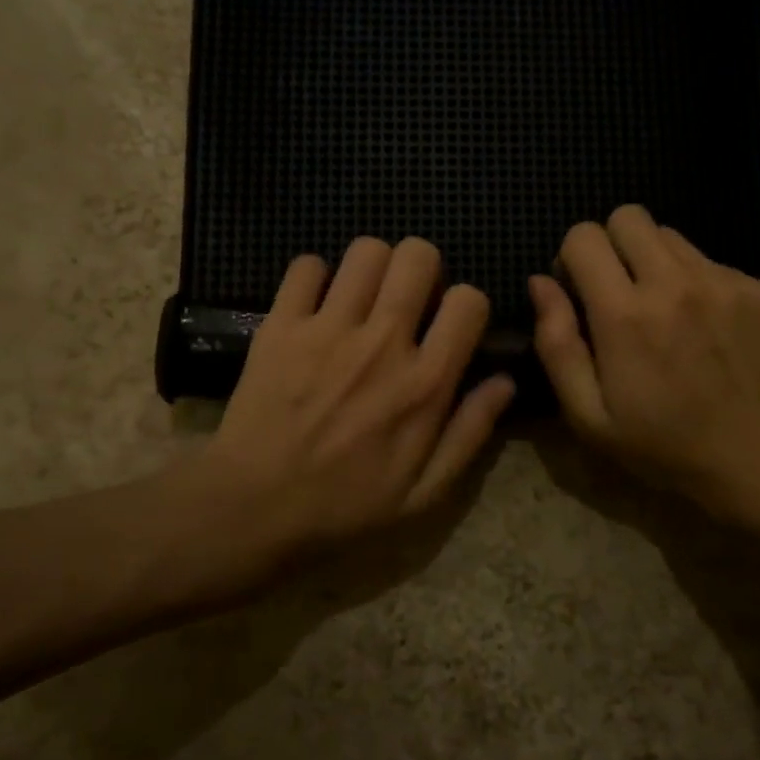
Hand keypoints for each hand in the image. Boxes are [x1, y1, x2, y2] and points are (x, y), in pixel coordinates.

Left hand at [196, 236, 514, 555]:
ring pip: (366, 251)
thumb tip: (505, 380)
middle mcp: (382, 343)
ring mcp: (328, 328)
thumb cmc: (345, 506)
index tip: (449, 324)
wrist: (254, 508)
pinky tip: (315, 304)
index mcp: (425, 383)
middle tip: (407, 299)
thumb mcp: (424, 493)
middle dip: (422, 269)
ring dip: (373, 268)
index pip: (468, 301)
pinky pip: (306, 266)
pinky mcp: (281, 325)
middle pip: (418, 256)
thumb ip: (470, 433)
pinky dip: (314, 277)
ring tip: (363, 297)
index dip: (466, 305)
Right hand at [529, 205, 759, 523]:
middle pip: (629, 216)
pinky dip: (697, 283)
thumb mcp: (588, 414)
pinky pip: (711, 262)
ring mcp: (723, 282)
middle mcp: (674, 282)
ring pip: (671, 236)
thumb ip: (556, 343)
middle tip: (620, 291)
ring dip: (655, 262)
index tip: (581, 294)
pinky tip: (708, 329)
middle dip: (612, 245)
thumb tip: (541, 283)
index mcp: (624, 314)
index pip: (584, 236)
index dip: (572, 259)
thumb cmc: (663, 445)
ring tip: (667, 311)